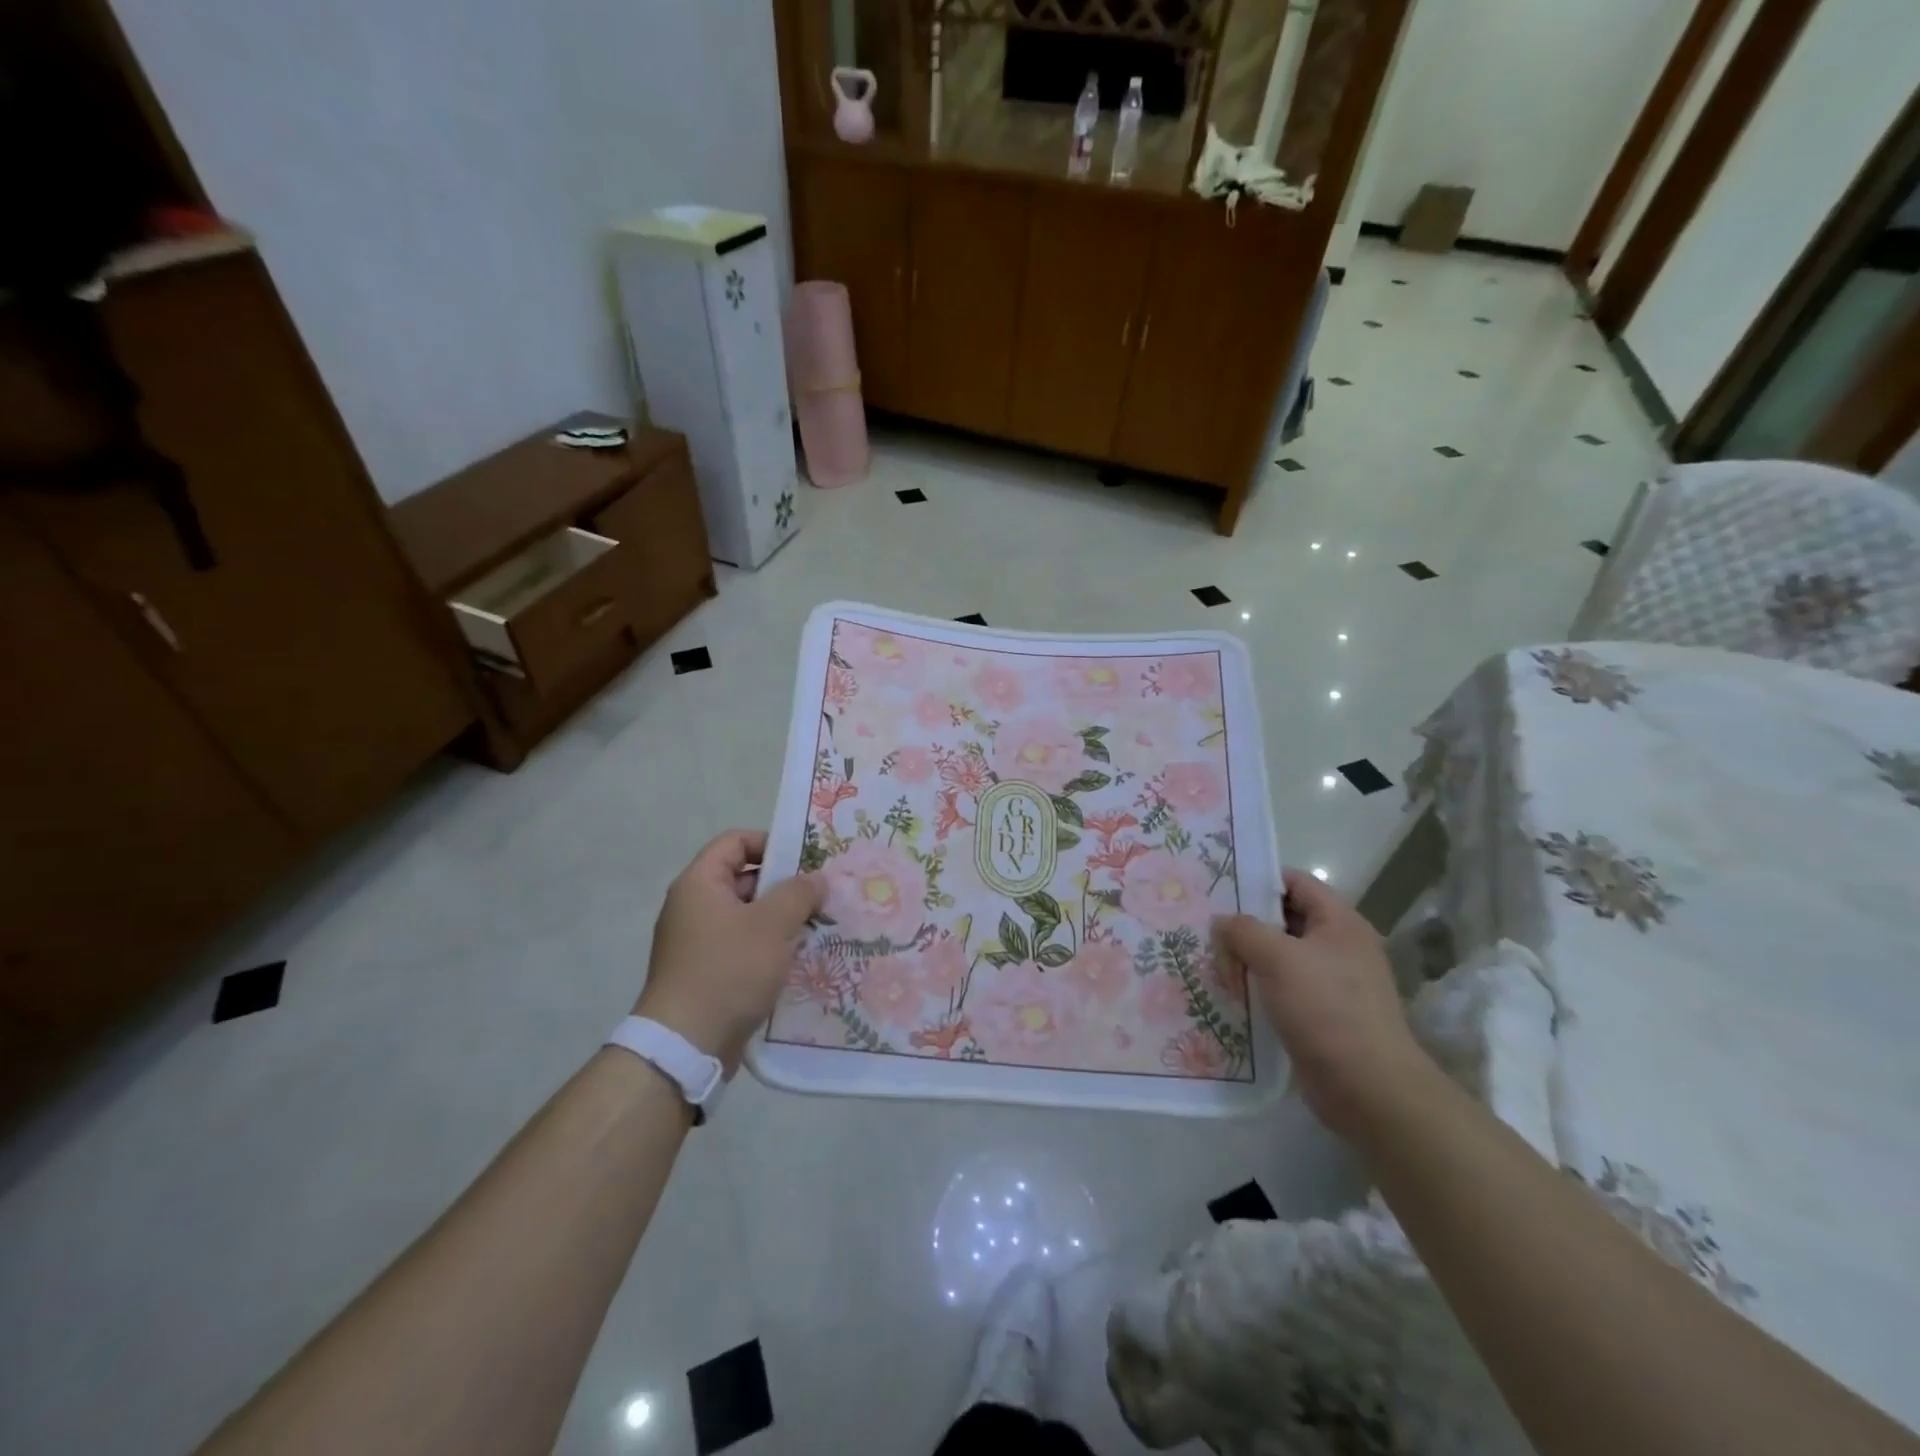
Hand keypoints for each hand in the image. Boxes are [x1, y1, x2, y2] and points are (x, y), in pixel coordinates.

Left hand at [635, 830, 824, 1072]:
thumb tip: (816, 879)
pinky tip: (797, 959)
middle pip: (743, 878)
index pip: (735, 842)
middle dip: (784, 886)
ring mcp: (697, 941)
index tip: (805, 862)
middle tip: (821, 897)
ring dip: (780, 919)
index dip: (771, 843)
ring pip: (747, 916)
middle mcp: (693, 906)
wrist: (686, 1044)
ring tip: (817, 928)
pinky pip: (742, 946)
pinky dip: (768, 947)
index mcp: (700, 883)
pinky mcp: (705, 972)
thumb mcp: (773, 924)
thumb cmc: (729, 970)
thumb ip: (799, 893)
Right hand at [1216, 869, 1435, 1138]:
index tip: (1218, 887)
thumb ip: (1244, 931)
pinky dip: (1258, 988)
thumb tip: (1222, 922)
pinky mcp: (1322, 1015)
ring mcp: (1332, 983)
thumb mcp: (1278, 958)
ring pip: (1280, 956)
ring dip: (1248, 959)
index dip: (1258, 880)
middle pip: (1284, 919)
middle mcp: (1339, 946)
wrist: (1368, 1088)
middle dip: (1246, 923)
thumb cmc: (1326, 1009)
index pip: (1295, 882)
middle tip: (1205, 927)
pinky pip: (1283, 989)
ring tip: (1210, 961)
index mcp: (1339, 922)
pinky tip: (1230, 994)